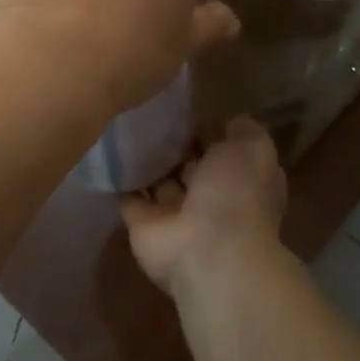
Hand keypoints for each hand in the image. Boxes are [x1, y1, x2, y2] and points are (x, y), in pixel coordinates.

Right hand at [122, 117, 285, 299]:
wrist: (207, 250)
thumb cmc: (236, 195)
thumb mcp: (252, 150)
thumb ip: (245, 133)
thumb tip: (233, 123)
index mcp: (240, 182)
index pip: (226, 153)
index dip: (211, 133)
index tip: (189, 109)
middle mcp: (209, 199)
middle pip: (190, 166)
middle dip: (175, 144)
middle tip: (150, 111)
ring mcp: (175, 214)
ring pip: (159, 180)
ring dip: (146, 159)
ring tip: (125, 124)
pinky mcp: (142, 225)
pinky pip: (128, 197)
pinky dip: (119, 179)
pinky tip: (107, 151)